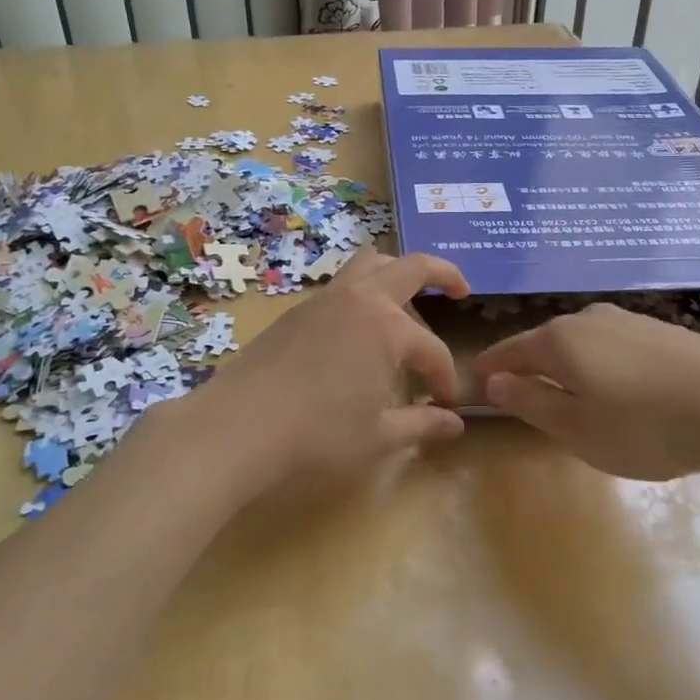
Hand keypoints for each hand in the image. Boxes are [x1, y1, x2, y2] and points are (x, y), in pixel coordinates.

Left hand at [162, 250, 470, 491]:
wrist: (237, 427)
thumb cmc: (317, 434)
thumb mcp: (379, 436)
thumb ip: (422, 424)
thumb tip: (455, 423)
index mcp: (388, 328)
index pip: (432, 349)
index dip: (445, 377)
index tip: (445, 404)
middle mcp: (361, 300)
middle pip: (411, 267)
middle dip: (443, 274)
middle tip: (461, 289)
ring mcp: (325, 300)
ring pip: (370, 263)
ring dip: (398, 273)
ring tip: (408, 300)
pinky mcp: (297, 310)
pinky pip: (343, 284)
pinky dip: (364, 292)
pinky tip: (361, 329)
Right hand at [477, 303, 699, 484]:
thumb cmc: (644, 425)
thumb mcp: (576, 428)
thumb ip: (530, 402)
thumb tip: (495, 380)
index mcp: (559, 341)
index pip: (509, 350)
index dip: (490, 368)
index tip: (476, 382)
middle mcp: (589, 319)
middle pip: (545, 343)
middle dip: (530, 367)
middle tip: (524, 398)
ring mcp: (629, 321)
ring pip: (582, 343)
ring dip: (570, 368)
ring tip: (574, 398)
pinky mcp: (662, 331)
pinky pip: (614, 347)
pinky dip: (603, 366)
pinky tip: (621, 390)